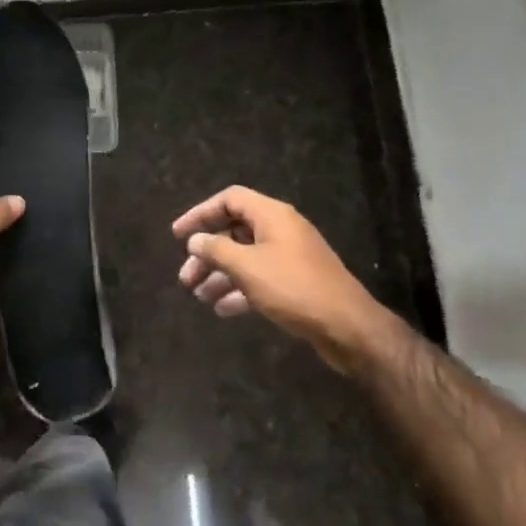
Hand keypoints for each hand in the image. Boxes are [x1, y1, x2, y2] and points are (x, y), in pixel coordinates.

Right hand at [172, 186, 404, 374]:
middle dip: (207, 253)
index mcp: (272, 215)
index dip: (201, 213)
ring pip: (245, 258)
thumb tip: (195, 240)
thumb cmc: (293, 287)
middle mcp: (281, 230)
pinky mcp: (296, 282)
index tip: (178, 235)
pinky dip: (239, 290)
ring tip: (198, 296)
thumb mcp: (247, 267)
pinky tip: (222, 310)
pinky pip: (259, 278)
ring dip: (220, 274)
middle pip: (235, 231)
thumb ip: (216, 250)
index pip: (230, 199)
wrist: (347, 326)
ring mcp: (290, 257)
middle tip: (185, 277)